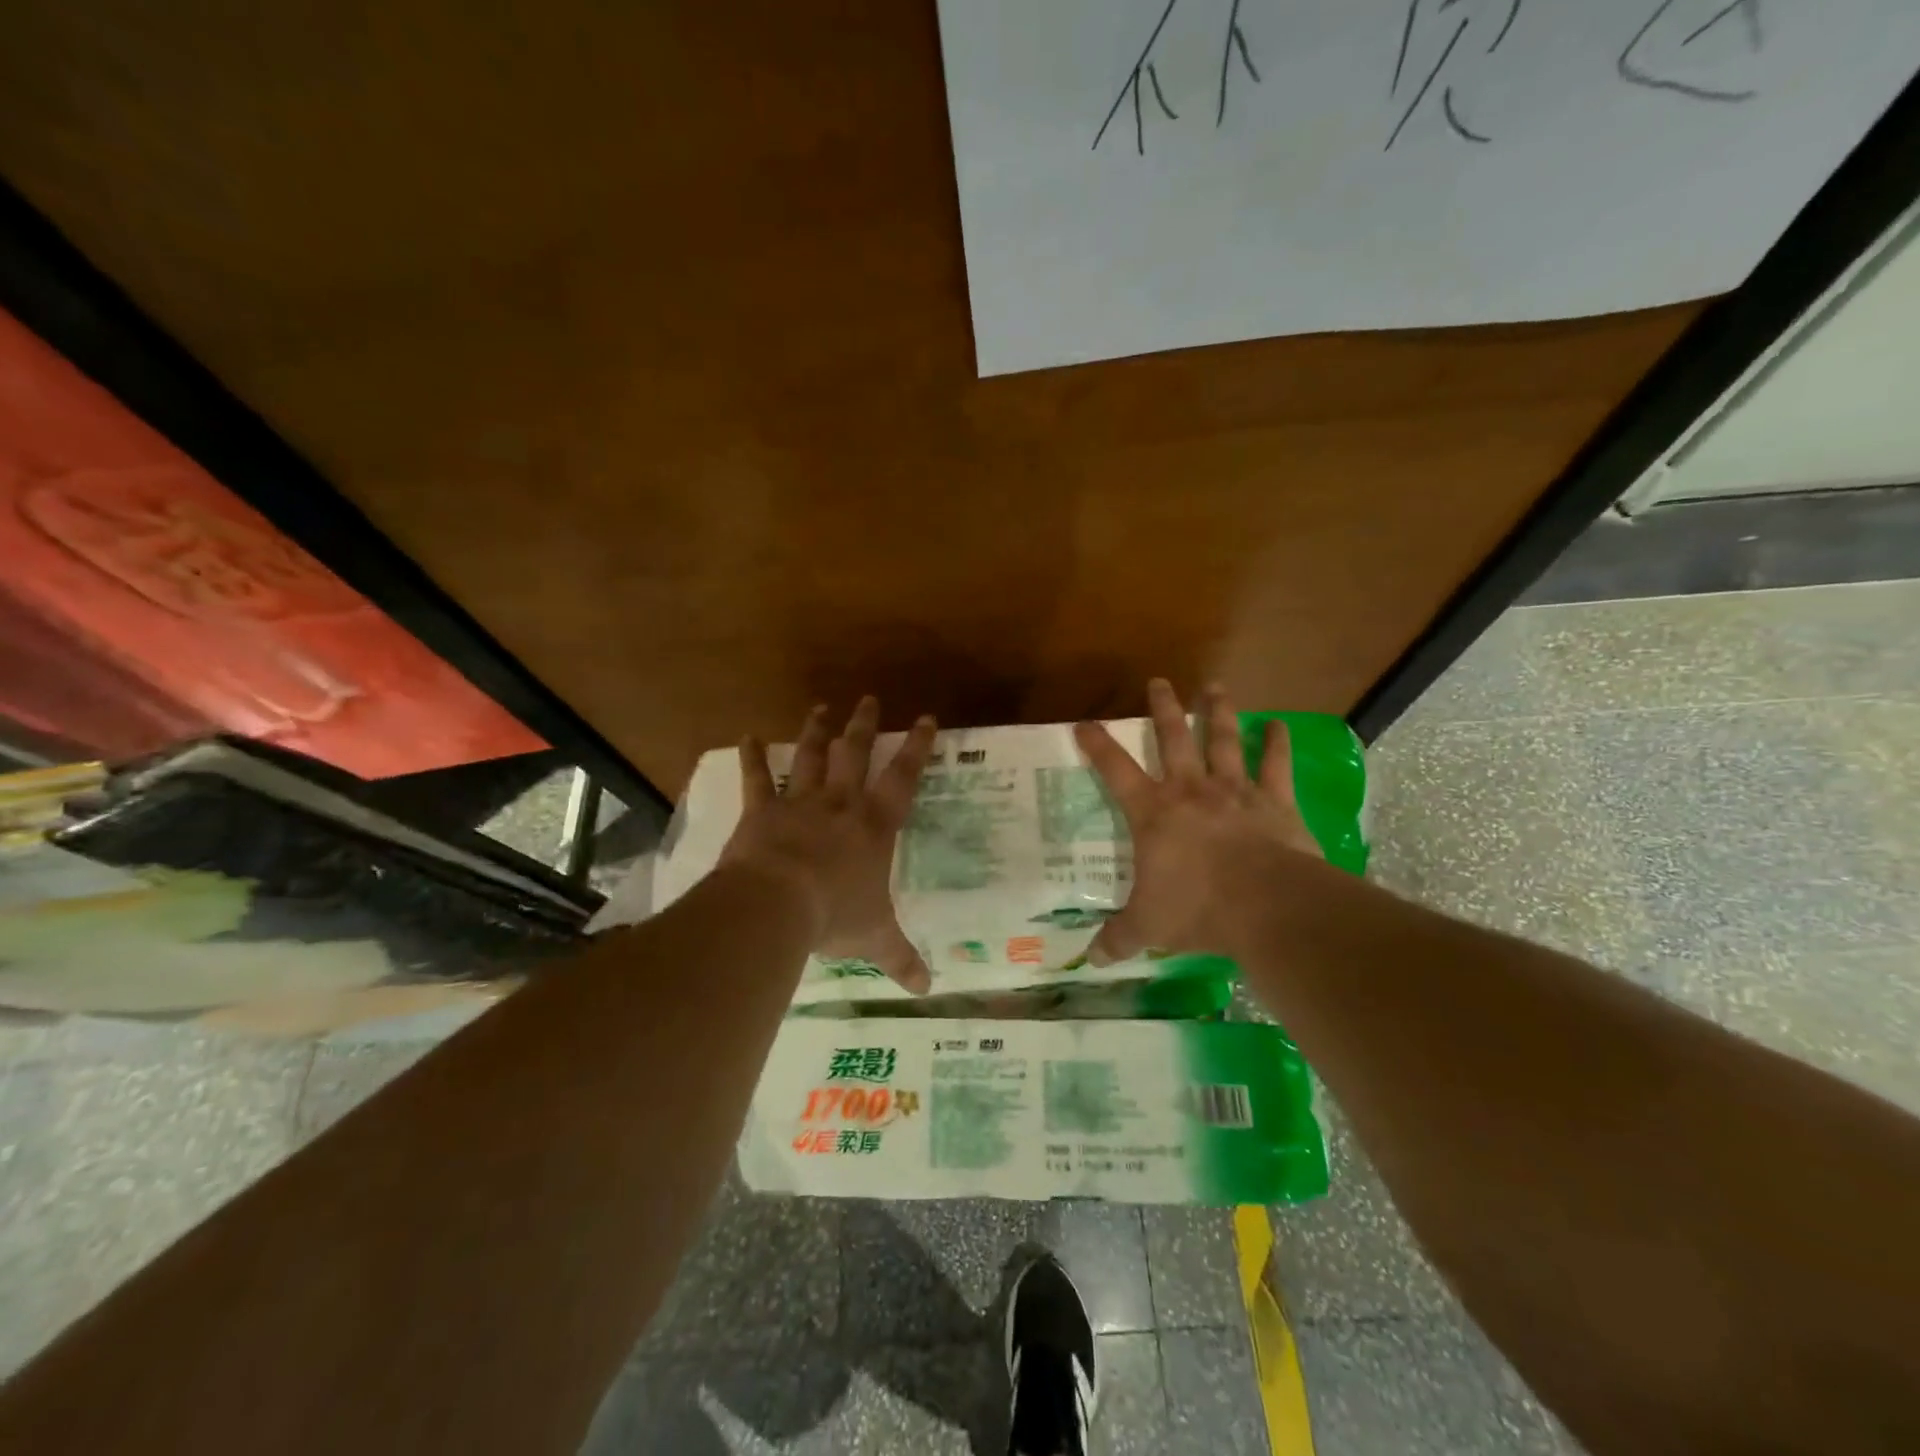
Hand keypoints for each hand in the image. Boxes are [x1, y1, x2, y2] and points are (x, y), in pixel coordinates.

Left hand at [721, 697, 936, 992]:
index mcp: (874, 826)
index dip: (918, 748)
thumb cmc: (834, 916)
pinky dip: (751, 758)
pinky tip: (745, 736)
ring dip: (816, 731)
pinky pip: (757, 779)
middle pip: (855, 754)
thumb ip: (902, 959)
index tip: (926, 718)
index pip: (903, 779)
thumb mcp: (875, 939)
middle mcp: (840, 805)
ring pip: (811, 757)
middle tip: (869, 699)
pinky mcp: (762, 811)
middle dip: (864, 726)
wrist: (777, 904)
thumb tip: (927, 992)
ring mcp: (799, 803)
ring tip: (821, 707)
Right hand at [1074, 679, 1322, 964]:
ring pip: (1223, 741)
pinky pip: (1276, 766)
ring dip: (1218, 712)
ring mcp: (1235, 792)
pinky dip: (1276, 744)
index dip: (1097, 745)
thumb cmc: (1197, 909)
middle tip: (1159, 681)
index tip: (1083, 722)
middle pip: (1173, 739)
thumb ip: (1120, 938)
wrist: (1266, 905)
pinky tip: (1278, 725)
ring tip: (1215, 686)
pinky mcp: (1275, 803)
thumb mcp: (1149, 927)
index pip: (1115, 771)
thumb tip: (1090, 960)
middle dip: (1163, 709)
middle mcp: (1192, 791)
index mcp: (1154, 814)